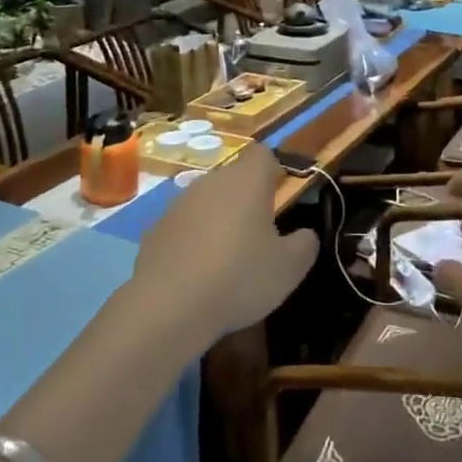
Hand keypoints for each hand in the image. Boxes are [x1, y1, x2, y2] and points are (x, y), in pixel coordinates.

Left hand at [130, 144, 316, 342]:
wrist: (167, 307)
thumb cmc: (239, 277)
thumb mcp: (290, 268)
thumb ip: (305, 244)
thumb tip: (306, 234)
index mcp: (247, 180)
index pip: (263, 155)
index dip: (274, 172)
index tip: (280, 199)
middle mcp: (211, 181)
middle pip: (234, 179)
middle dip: (247, 200)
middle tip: (259, 236)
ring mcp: (179, 204)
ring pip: (207, 202)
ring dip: (219, 220)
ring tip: (227, 259)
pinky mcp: (155, 229)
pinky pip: (184, 227)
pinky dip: (193, 241)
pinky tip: (197, 274)